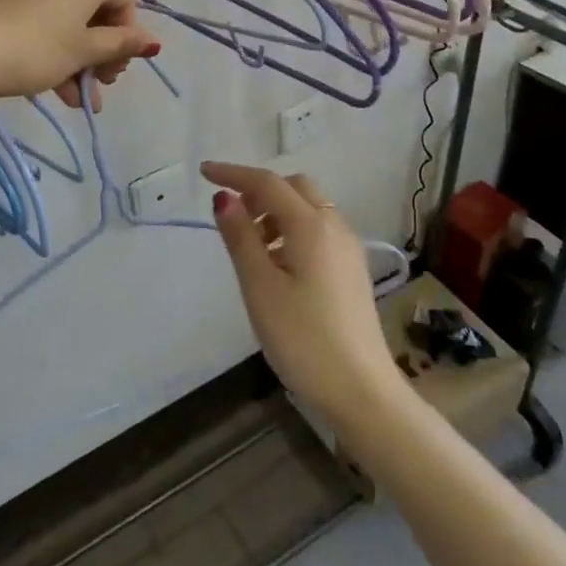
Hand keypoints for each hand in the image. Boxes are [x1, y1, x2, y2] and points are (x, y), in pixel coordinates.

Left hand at [0, 0, 160, 109]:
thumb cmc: (36, 48)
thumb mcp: (83, 51)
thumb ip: (121, 45)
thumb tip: (153, 42)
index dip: (127, 35)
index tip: (115, 69)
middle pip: (97, 6)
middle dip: (102, 50)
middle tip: (99, 85)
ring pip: (69, 15)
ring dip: (78, 57)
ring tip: (76, 98)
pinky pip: (44, 13)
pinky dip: (54, 43)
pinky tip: (53, 85)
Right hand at [203, 163, 402, 422]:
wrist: (362, 392)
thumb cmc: (303, 339)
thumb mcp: (260, 288)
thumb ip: (240, 238)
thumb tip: (225, 198)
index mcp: (311, 226)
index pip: (267, 183)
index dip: (233, 174)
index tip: (203, 173)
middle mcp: (334, 227)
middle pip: (295, 187)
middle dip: (260, 191)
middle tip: (233, 217)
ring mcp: (348, 249)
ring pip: (309, 209)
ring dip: (277, 212)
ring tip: (251, 247)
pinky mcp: (352, 270)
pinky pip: (319, 230)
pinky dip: (293, 230)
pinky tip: (278, 265)